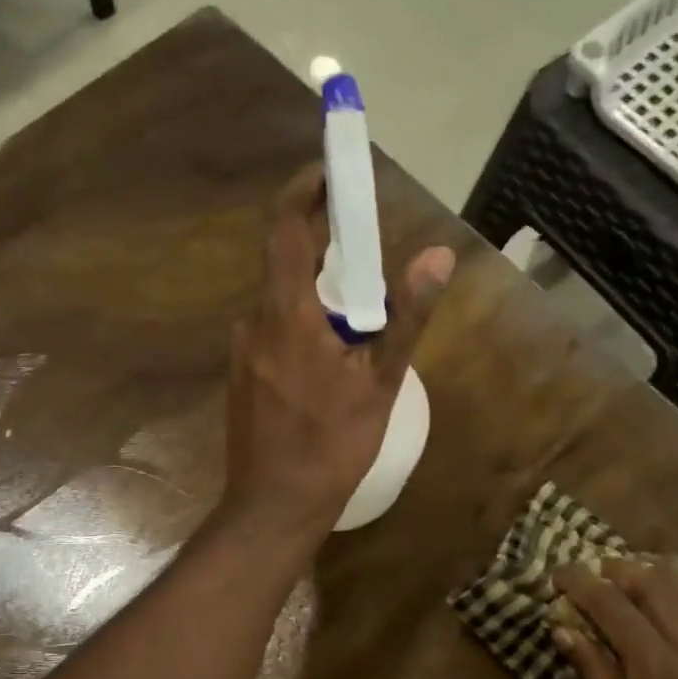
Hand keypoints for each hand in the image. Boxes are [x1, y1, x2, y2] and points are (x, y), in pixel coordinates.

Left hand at [221, 165, 454, 546]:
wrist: (272, 508)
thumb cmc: (330, 448)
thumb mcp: (379, 384)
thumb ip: (406, 317)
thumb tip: (437, 255)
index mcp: (285, 314)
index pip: (285, 228)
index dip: (304, 189)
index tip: (330, 170)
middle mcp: (253, 322)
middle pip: (288, 266)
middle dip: (328, 255)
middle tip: (371, 264)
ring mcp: (241, 352)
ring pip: (283, 305)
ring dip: (319, 301)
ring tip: (361, 331)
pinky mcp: (240, 377)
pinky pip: (274, 334)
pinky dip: (303, 330)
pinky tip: (330, 367)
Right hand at [550, 559, 677, 678]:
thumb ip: (593, 674)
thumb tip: (563, 629)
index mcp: (659, 669)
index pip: (614, 607)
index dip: (582, 584)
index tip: (559, 572)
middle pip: (663, 589)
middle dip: (626, 571)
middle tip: (598, 573)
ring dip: (677, 582)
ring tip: (649, 581)